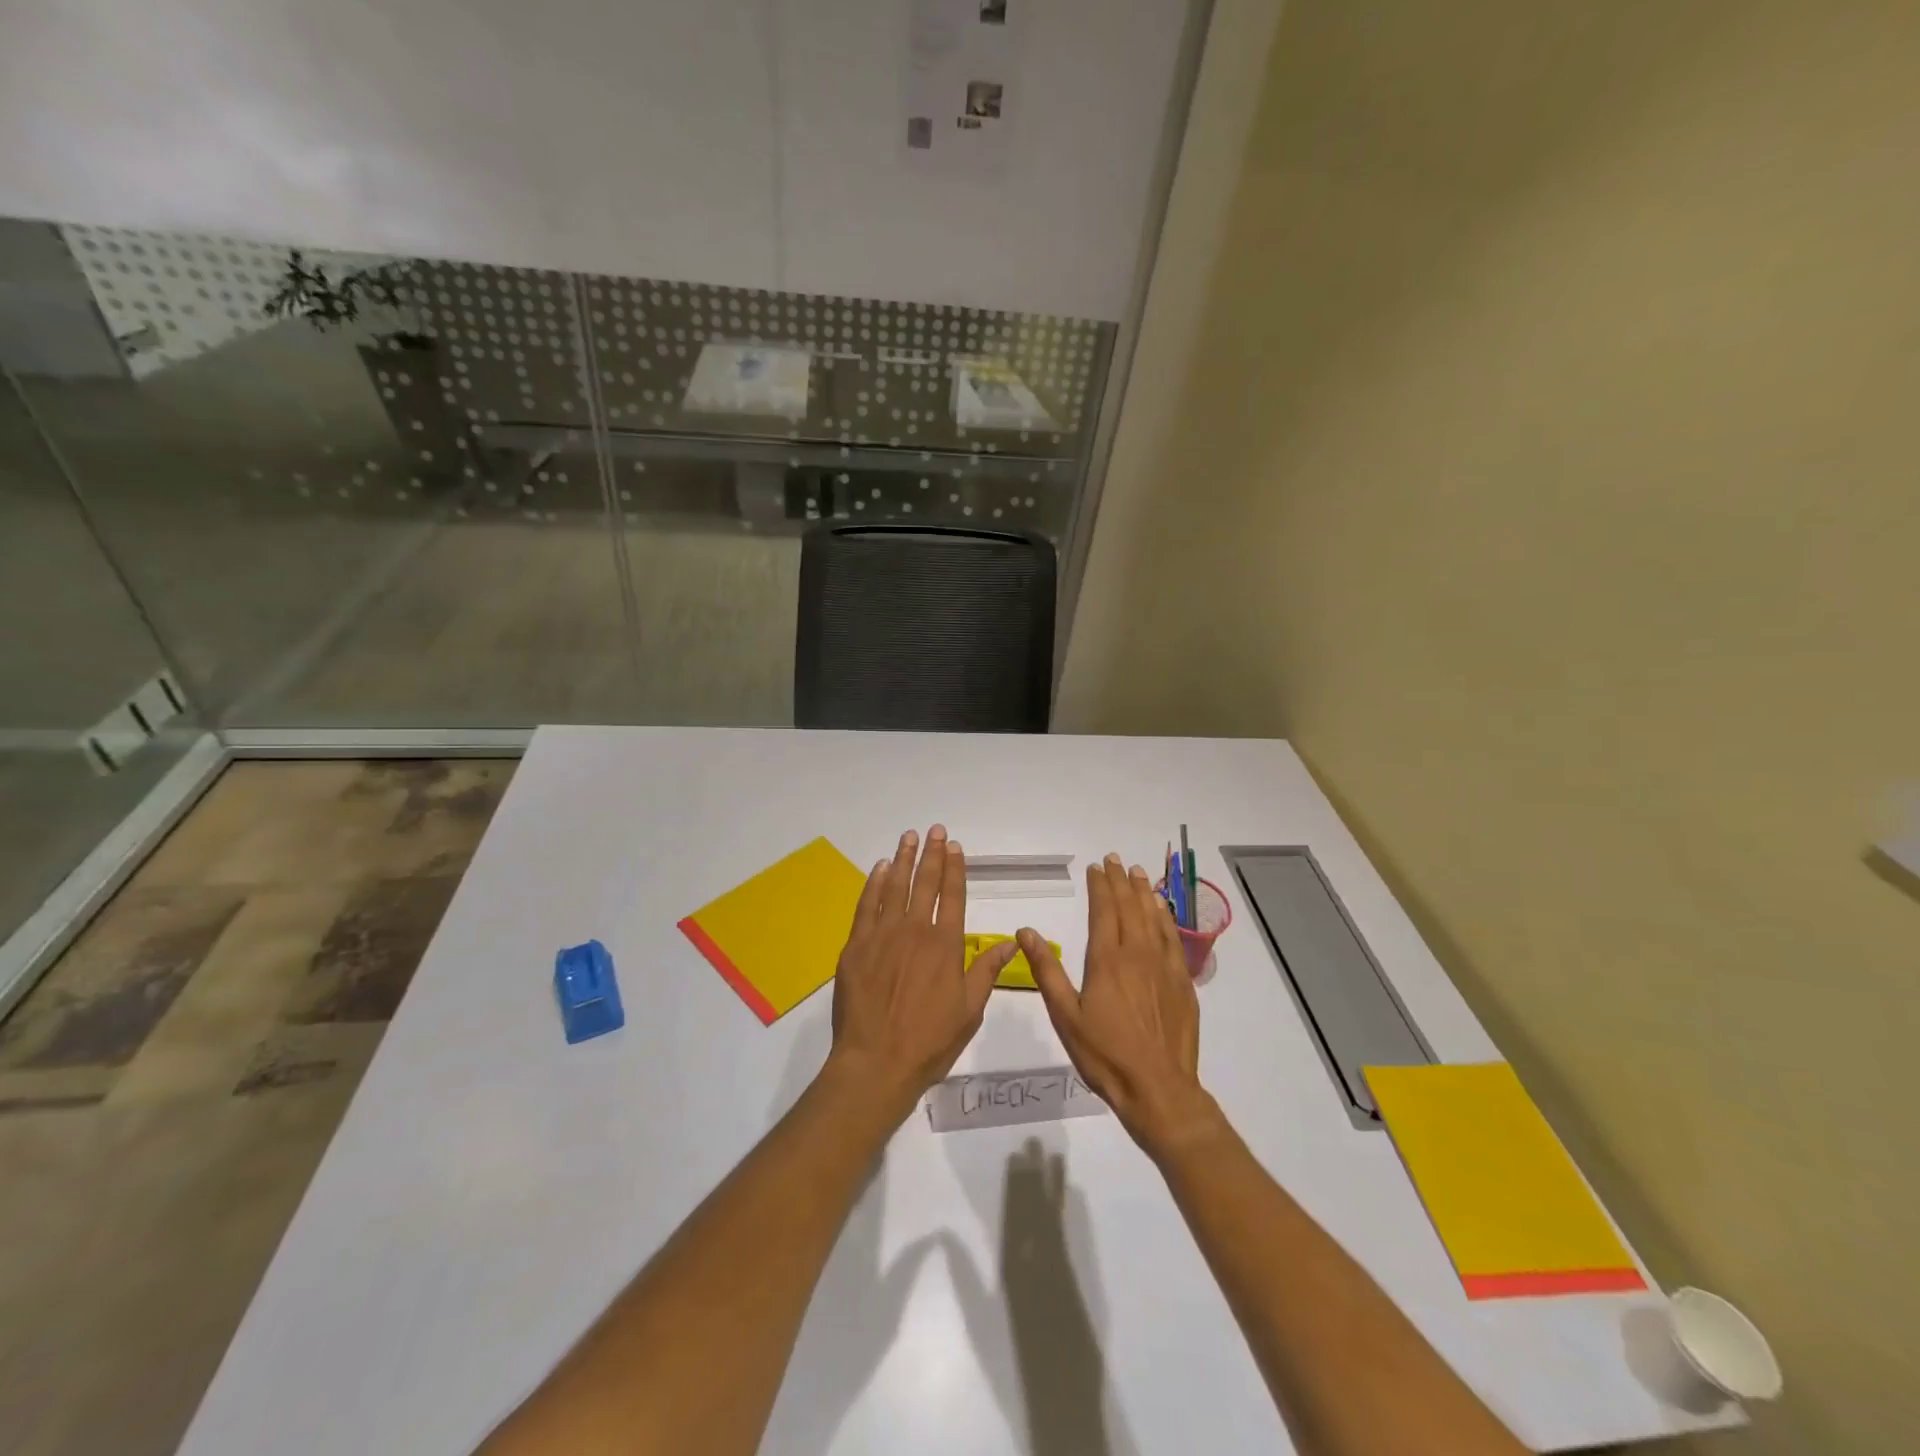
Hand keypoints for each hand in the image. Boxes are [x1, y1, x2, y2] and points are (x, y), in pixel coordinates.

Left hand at [828, 825, 1017, 1118]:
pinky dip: (874, 884)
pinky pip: (866, 906)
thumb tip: (1012, 941)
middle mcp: (915, 931)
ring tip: (908, 837)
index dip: (954, 869)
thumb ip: (986, 970)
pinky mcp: (856, 946)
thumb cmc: (929, 1041)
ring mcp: (882, 936)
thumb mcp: (970, 1010)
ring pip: (895, 887)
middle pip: (925, 883)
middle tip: (934, 830)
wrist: (876, 1062)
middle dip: (931, 854)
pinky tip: (880, 869)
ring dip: (903, 859)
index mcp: (945, 946)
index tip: (955, 846)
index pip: (953, 896)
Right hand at [1019, 856, 1218, 1157]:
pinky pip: (1173, 938)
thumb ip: (1046, 970)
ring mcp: (1164, 966)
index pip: (1103, 910)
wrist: (1159, 1089)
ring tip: (1138, 872)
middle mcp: (1137, 954)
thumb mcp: (1065, 1016)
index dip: (1099, 886)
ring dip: (1144, 892)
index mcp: (1106, 960)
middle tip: (1114, 859)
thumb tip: (1026, 931)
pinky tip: (1162, 908)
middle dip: (1120, 881)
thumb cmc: (1105, 1055)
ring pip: (1153, 917)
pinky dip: (1166, 917)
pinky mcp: (1182, 982)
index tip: (1096, 867)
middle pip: (1129, 907)